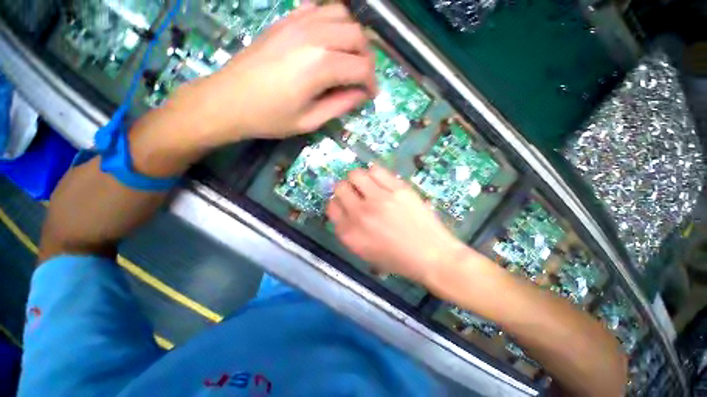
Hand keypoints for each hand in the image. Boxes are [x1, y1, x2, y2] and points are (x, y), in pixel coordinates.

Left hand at [183, 3, 375, 144]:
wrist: (228, 100)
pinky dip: (332, 21)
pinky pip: (319, 8)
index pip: (361, 68)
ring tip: (350, 58)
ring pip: (342, 15)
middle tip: (363, 78)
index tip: (370, 95)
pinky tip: (329, 40)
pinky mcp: (286, 20)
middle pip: (357, 36)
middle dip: (367, 59)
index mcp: (321, 66)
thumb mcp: (310, 121)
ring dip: (353, 37)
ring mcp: (298, 22)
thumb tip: (361, 95)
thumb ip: (340, 105)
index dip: (371, 83)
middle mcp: (315, 36)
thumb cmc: (270, 117)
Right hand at [326, 165, 467, 283]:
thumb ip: (349, 230)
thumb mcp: (364, 252)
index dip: (337, 203)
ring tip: (368, 186)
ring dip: (358, 179)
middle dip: (345, 189)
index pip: (332, 206)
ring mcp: (379, 199)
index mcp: (350, 233)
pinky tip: (380, 181)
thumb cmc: (397, 259)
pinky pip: (376, 170)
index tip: (345, 203)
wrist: (432, 256)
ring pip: (356, 174)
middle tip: (356, 193)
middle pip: (340, 187)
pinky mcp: (397, 189)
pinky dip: (374, 174)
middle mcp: (360, 214)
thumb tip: (343, 208)